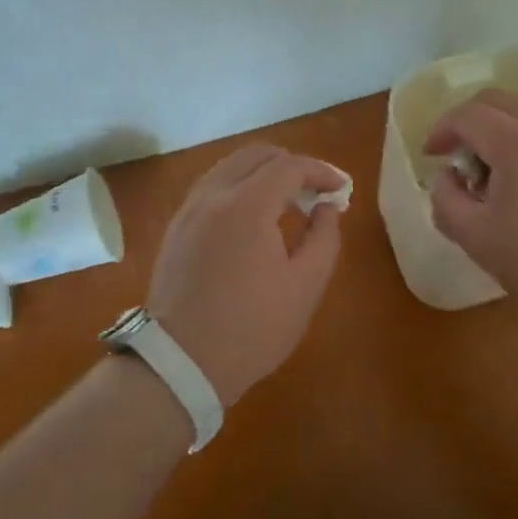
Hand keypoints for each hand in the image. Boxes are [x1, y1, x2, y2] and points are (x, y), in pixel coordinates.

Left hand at [146, 145, 346, 404]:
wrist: (180, 363)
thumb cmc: (251, 329)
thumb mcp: (305, 287)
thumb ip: (324, 237)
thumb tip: (326, 206)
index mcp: (247, 205)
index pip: (289, 166)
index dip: (321, 171)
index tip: (340, 189)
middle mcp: (214, 195)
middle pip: (256, 155)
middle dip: (292, 165)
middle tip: (315, 192)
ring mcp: (189, 209)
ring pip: (230, 167)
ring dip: (263, 173)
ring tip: (286, 203)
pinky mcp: (176, 227)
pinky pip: (212, 187)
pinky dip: (239, 187)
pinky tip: (252, 218)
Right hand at [425, 89, 517, 313]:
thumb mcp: (478, 238)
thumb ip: (448, 201)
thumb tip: (446, 178)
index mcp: (515, 143)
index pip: (468, 115)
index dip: (441, 130)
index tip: (429, 156)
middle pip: (499, 102)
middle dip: (468, 121)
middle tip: (454, 154)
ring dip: (495, 136)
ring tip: (484, 182)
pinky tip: (516, 197)